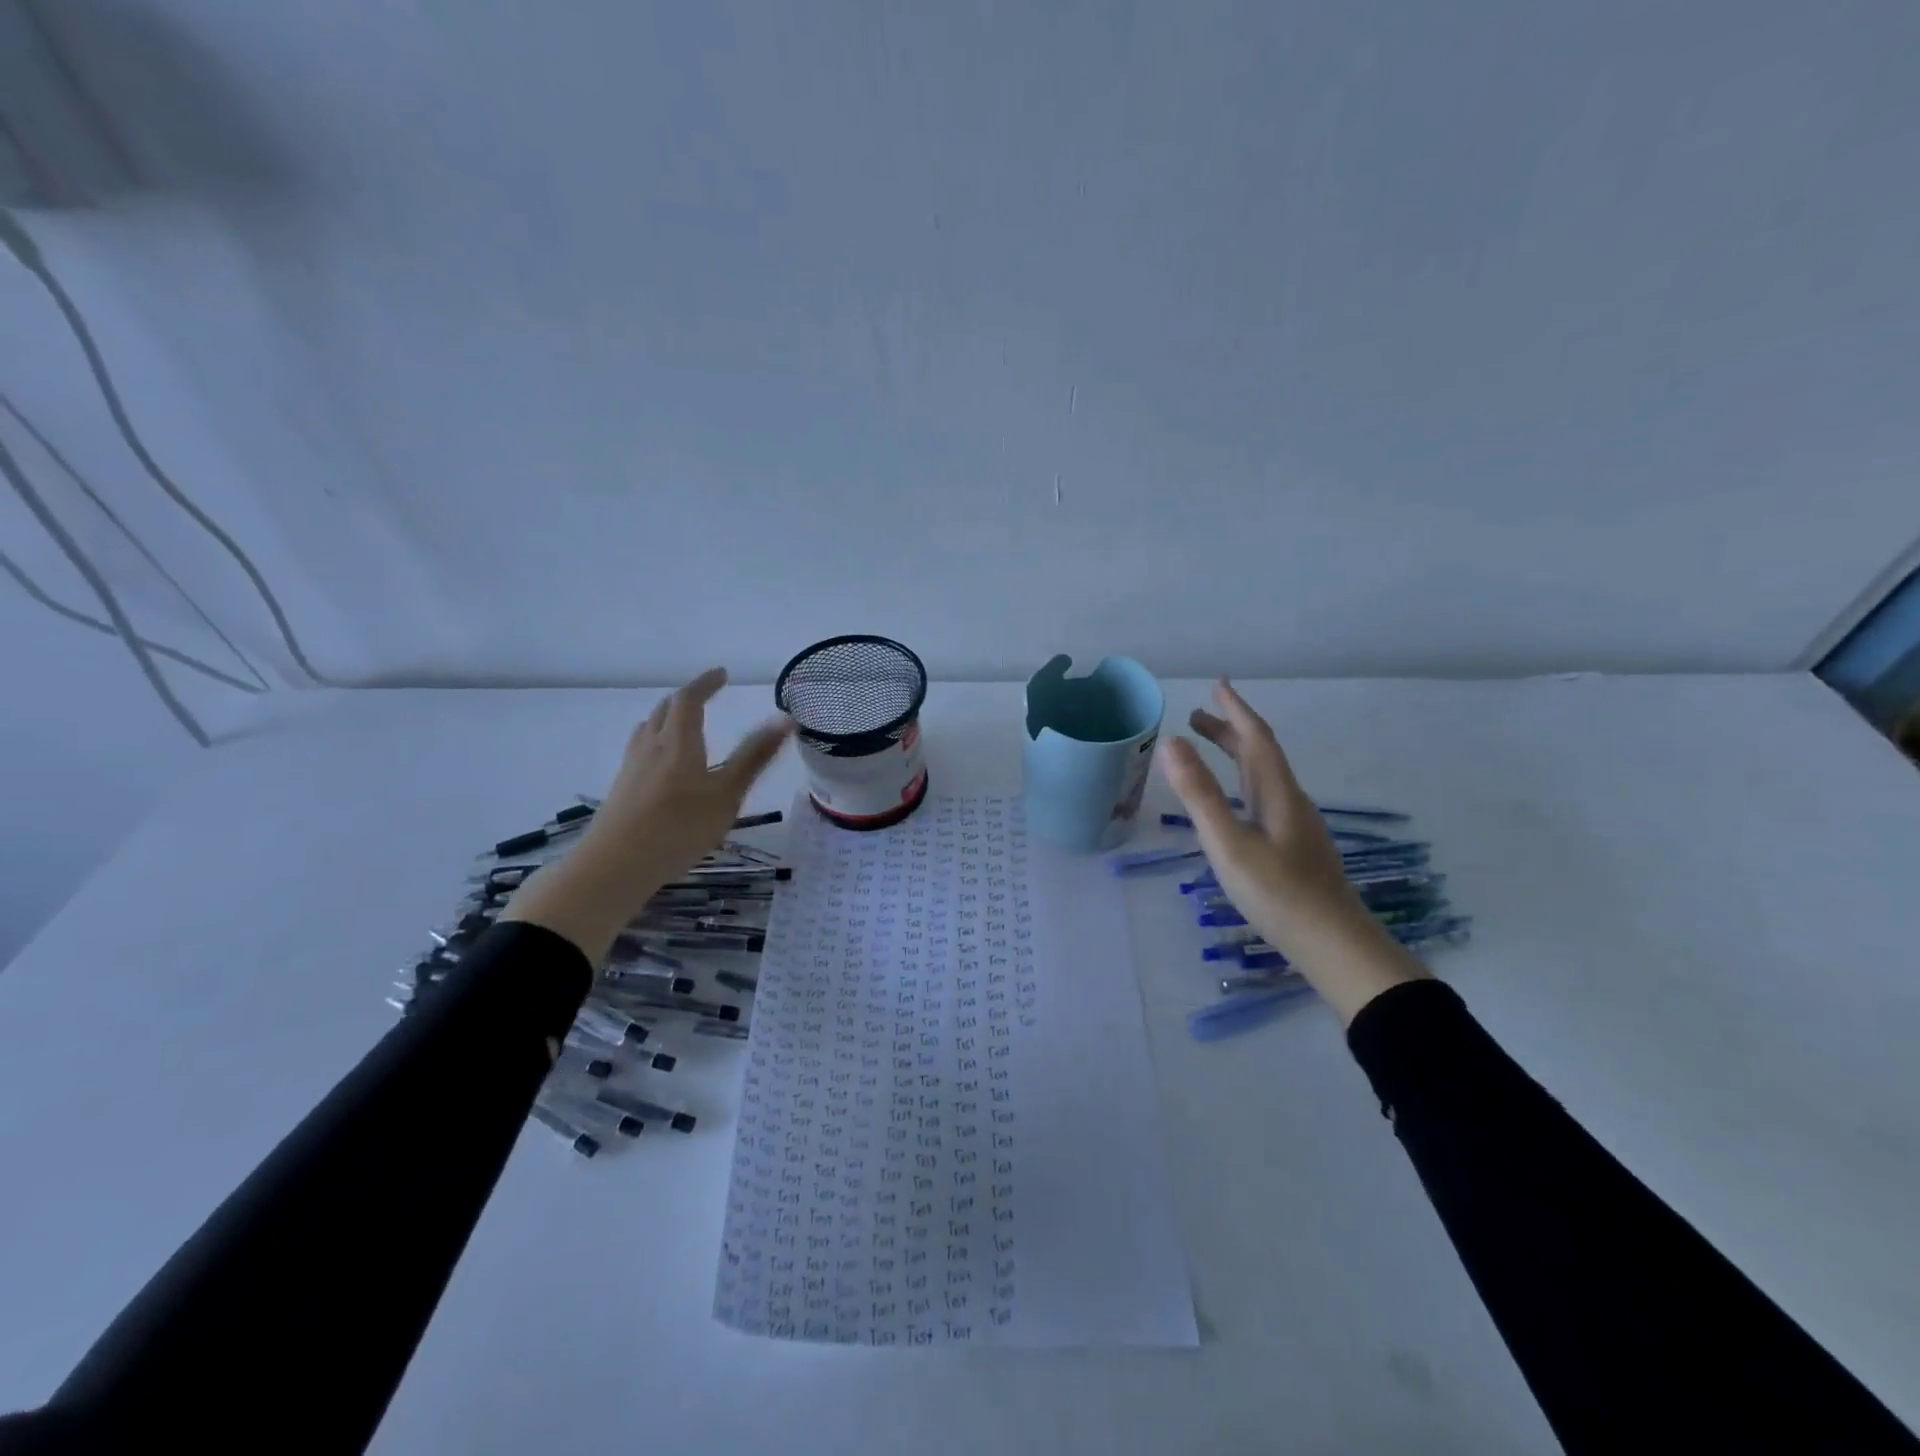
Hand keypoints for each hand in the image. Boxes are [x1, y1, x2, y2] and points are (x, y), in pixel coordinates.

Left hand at [580, 666, 793, 883]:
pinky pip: (640, 750)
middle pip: (665, 710)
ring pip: (648, 729)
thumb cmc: (678, 828)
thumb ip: (755, 757)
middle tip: (706, 696)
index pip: (689, 699)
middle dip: (687, 698)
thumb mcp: (727, 794)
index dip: (705, 683)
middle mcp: (651, 746)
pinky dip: (656, 741)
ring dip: (667, 717)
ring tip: (683, 724)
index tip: (722, 674)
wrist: (615, 867)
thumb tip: (785, 719)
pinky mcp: (621, 789)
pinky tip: (662, 765)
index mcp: (678, 742)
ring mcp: (631, 768)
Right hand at [1157, 678, 1426, 1023]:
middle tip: (1196, 716)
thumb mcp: (1229, 842)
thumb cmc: (1278, 893)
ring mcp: (1295, 826)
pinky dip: (1241, 783)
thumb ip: (1199, 794)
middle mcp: (1289, 802)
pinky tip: (1234, 804)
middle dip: (1229, 730)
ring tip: (1207, 751)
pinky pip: (1263, 798)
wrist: (1334, 945)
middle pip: (1259, 755)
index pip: (1255, 738)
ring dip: (1235, 756)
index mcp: (1277, 793)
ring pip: (1262, 778)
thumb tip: (1172, 743)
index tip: (1218, 684)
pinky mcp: (1294, 849)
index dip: (1235, 710)